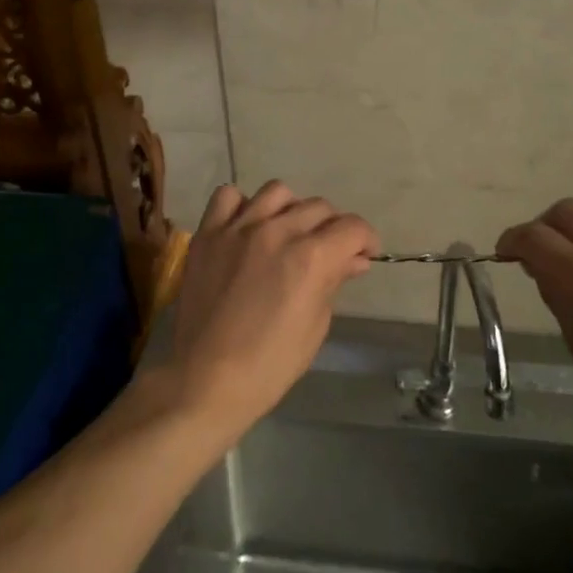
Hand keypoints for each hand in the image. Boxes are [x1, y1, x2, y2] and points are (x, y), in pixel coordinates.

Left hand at [165, 180, 376, 441]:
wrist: (207, 379)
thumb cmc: (270, 364)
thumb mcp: (315, 325)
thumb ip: (334, 281)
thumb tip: (354, 259)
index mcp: (310, 257)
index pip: (352, 227)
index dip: (366, 239)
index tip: (363, 254)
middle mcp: (277, 231)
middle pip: (319, 207)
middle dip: (333, 228)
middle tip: (327, 252)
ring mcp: (238, 228)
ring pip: (278, 192)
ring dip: (292, 210)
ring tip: (287, 233)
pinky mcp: (208, 233)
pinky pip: (228, 196)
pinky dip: (243, 206)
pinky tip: (247, 227)